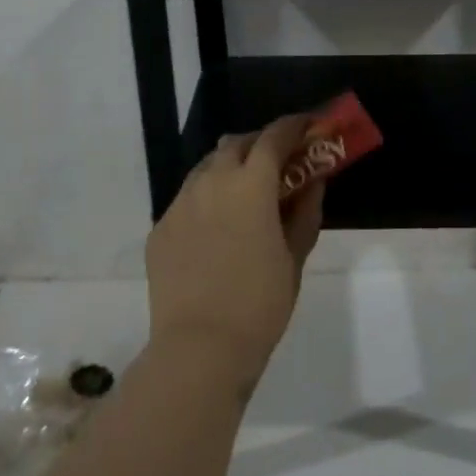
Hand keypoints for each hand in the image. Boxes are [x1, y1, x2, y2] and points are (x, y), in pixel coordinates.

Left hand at [145, 116, 324, 388]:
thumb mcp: (294, 256)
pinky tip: (217, 226)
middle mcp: (211, 182)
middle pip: (236, 144)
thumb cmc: (260, 303)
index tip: (307, 126)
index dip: (293, 126)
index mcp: (249, 184)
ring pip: (207, 167)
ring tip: (245, 191)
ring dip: (230, 167)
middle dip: (259, 143)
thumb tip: (314, 182)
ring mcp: (180, 204)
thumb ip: (305, 211)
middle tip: (278, 161)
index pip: (273, 137)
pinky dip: (207, 198)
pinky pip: (188, 198)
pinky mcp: (161, 228)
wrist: (200, 349)